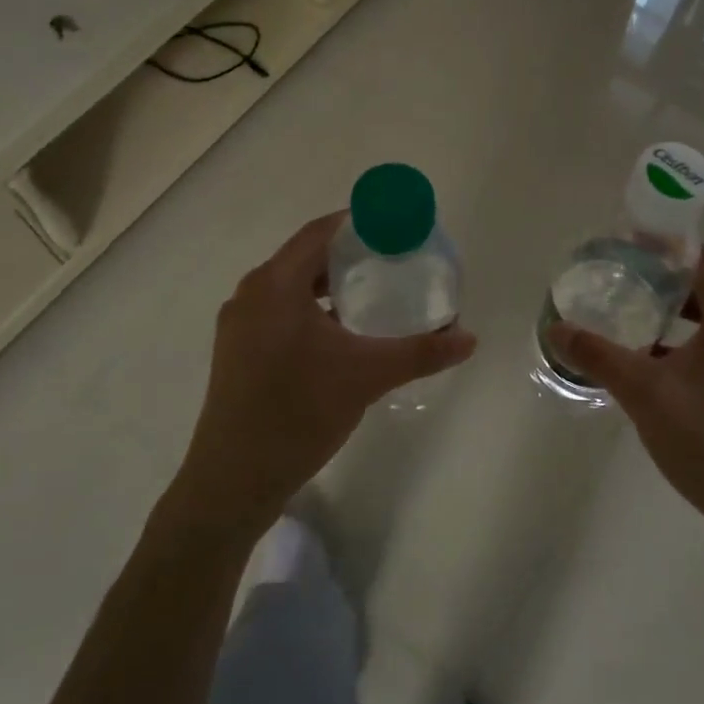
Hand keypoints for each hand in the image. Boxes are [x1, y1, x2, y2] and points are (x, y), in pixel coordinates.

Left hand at [170, 213, 476, 534]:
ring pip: (291, 287)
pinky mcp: (237, 351)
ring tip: (374, 295)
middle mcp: (251, 294)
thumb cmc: (299, 413)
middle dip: (350, 256)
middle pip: (306, 257)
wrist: (234, 480)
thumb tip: (469, 338)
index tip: (397, 229)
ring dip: (330, 285)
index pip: (321, 232)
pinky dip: (312, 310)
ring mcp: (239, 324)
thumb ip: (420, 352)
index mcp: (275, 284)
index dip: (360, 223)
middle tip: (394, 262)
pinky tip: (340, 334)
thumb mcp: (367, 377)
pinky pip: (280, 312)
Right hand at [548, 248, 703, 551]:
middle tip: (622, 279)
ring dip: (675, 316)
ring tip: (631, 317)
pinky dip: (686, 345)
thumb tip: (556, 329)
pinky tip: (653, 365)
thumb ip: (599, 356)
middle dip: (665, 282)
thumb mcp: (644, 393)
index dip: (669, 248)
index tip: (631, 243)